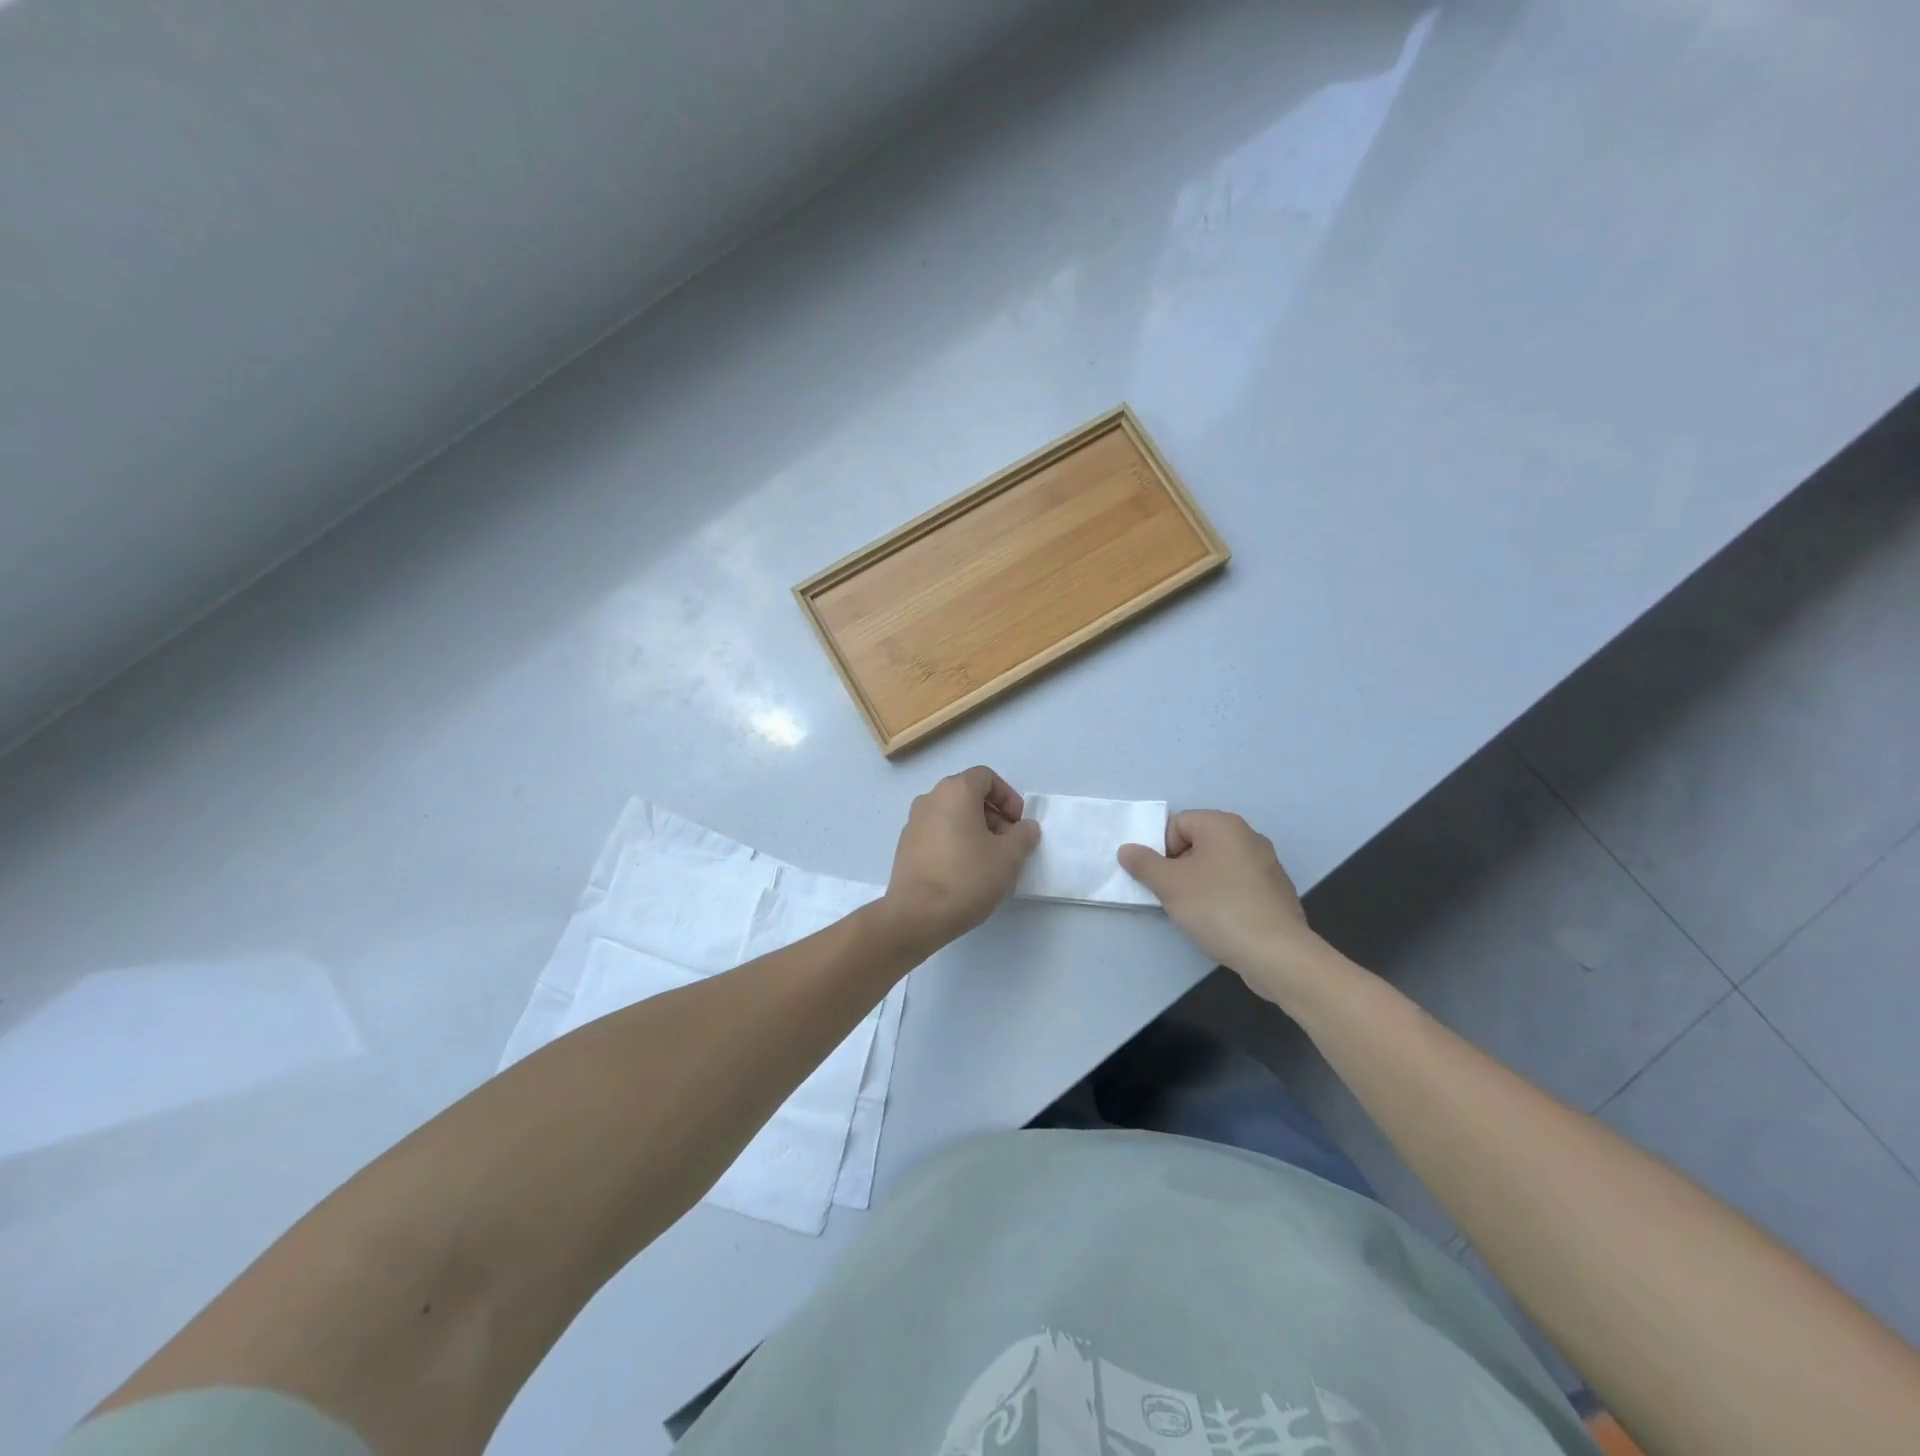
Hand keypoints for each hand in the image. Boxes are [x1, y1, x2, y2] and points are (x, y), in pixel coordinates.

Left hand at [883, 767, 1040, 945]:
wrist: (917, 915)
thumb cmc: (967, 877)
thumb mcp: (1008, 857)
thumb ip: (1023, 835)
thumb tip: (1026, 827)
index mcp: (955, 791)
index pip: (986, 777)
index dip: (1008, 797)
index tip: (1019, 824)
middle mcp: (930, 799)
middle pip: (968, 795)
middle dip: (994, 815)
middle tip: (1009, 844)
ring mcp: (913, 822)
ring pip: (952, 815)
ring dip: (975, 830)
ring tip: (990, 861)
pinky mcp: (905, 846)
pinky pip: (937, 833)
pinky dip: (955, 842)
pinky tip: (965, 871)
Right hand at [1117, 811, 1326, 998]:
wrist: (1275, 953)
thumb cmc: (1216, 908)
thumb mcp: (1169, 885)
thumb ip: (1143, 863)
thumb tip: (1127, 850)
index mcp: (1223, 824)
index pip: (1177, 825)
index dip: (1161, 851)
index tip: (1161, 880)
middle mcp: (1248, 836)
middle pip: (1197, 844)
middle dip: (1180, 868)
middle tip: (1174, 896)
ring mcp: (1266, 863)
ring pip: (1217, 866)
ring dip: (1200, 884)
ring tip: (1196, 912)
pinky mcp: (1275, 891)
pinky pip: (1237, 885)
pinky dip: (1223, 897)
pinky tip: (1222, 922)